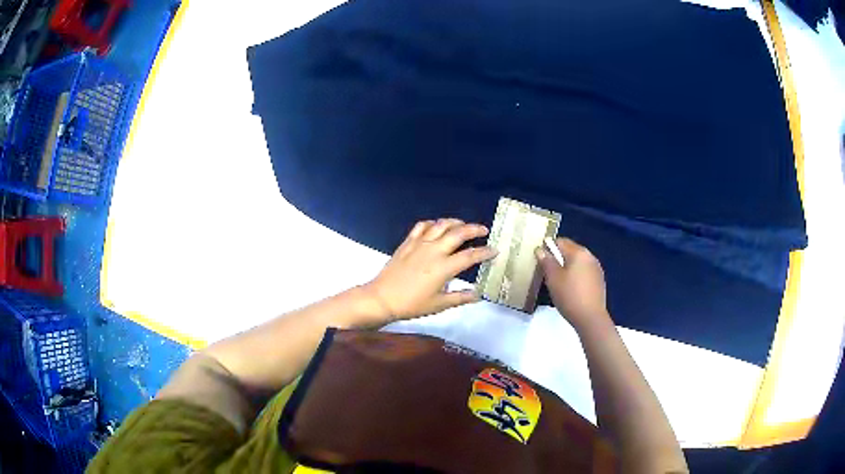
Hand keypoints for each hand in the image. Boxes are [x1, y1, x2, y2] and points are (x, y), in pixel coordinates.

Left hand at [363, 219, 497, 321]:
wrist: (382, 298)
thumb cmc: (412, 305)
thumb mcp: (439, 305)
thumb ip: (460, 297)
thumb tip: (478, 295)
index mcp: (443, 267)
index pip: (470, 256)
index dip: (484, 252)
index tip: (495, 250)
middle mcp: (434, 251)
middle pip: (458, 233)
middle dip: (474, 229)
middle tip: (484, 230)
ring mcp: (419, 244)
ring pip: (441, 225)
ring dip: (455, 222)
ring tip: (463, 225)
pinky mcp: (407, 242)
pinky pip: (422, 226)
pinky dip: (433, 223)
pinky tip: (437, 227)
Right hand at [535, 238, 612, 332]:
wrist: (590, 318)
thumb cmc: (570, 296)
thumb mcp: (553, 279)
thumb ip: (546, 261)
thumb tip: (540, 249)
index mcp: (579, 252)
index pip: (560, 241)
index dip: (548, 248)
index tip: (540, 260)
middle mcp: (590, 256)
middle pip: (570, 251)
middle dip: (557, 258)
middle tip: (546, 273)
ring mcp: (596, 269)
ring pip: (577, 262)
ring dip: (567, 268)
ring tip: (558, 283)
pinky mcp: (599, 281)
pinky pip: (583, 272)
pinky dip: (575, 276)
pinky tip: (570, 290)